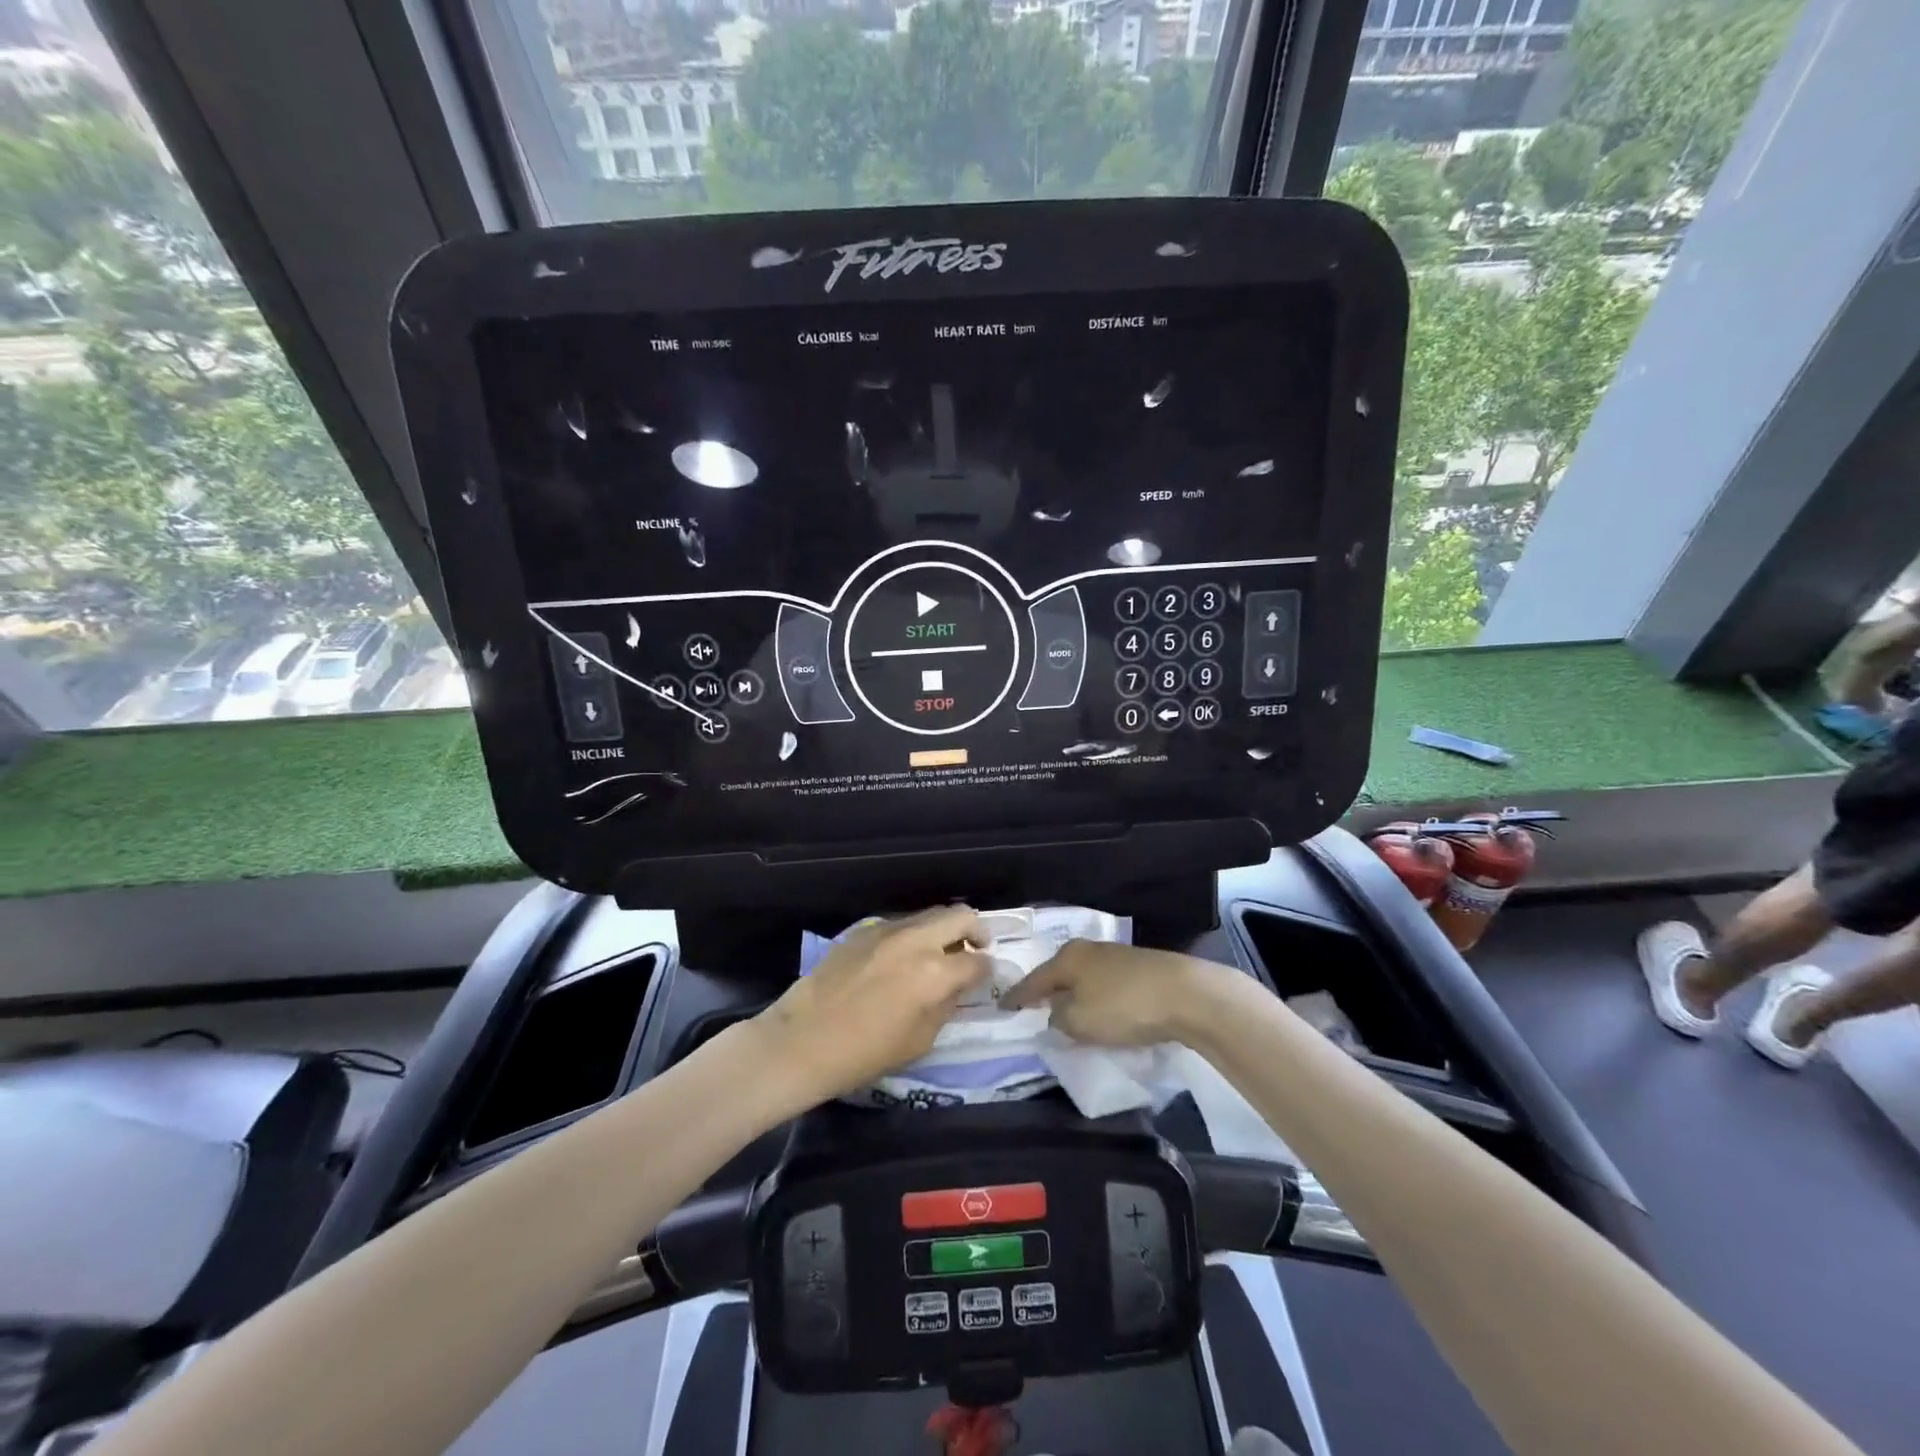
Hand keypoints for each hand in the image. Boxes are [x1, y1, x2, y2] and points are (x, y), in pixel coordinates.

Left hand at [752, 905, 989, 1104]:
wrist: (803, 1040)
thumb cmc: (865, 1053)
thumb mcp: (920, 1040)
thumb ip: (946, 1004)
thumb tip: (959, 984)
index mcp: (935, 972)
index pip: (978, 961)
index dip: (988, 970)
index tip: (986, 977)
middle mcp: (916, 940)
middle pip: (961, 915)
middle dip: (975, 930)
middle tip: (975, 949)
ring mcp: (887, 929)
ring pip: (929, 914)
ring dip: (943, 929)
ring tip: (938, 953)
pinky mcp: (863, 929)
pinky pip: (901, 923)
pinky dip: (913, 934)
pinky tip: (902, 958)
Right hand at [999, 940, 1230, 1046]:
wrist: (1187, 994)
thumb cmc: (1123, 1006)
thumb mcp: (1078, 1021)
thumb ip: (1058, 1018)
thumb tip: (1056, 1012)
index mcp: (1067, 958)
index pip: (1033, 980)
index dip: (1017, 996)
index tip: (1002, 1007)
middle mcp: (1088, 950)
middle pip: (1059, 973)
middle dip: (1046, 990)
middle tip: (1032, 1007)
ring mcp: (1116, 956)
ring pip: (1084, 977)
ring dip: (1074, 994)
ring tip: (1066, 1011)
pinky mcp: (1140, 968)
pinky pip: (1105, 984)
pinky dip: (1097, 997)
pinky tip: (1100, 1008)